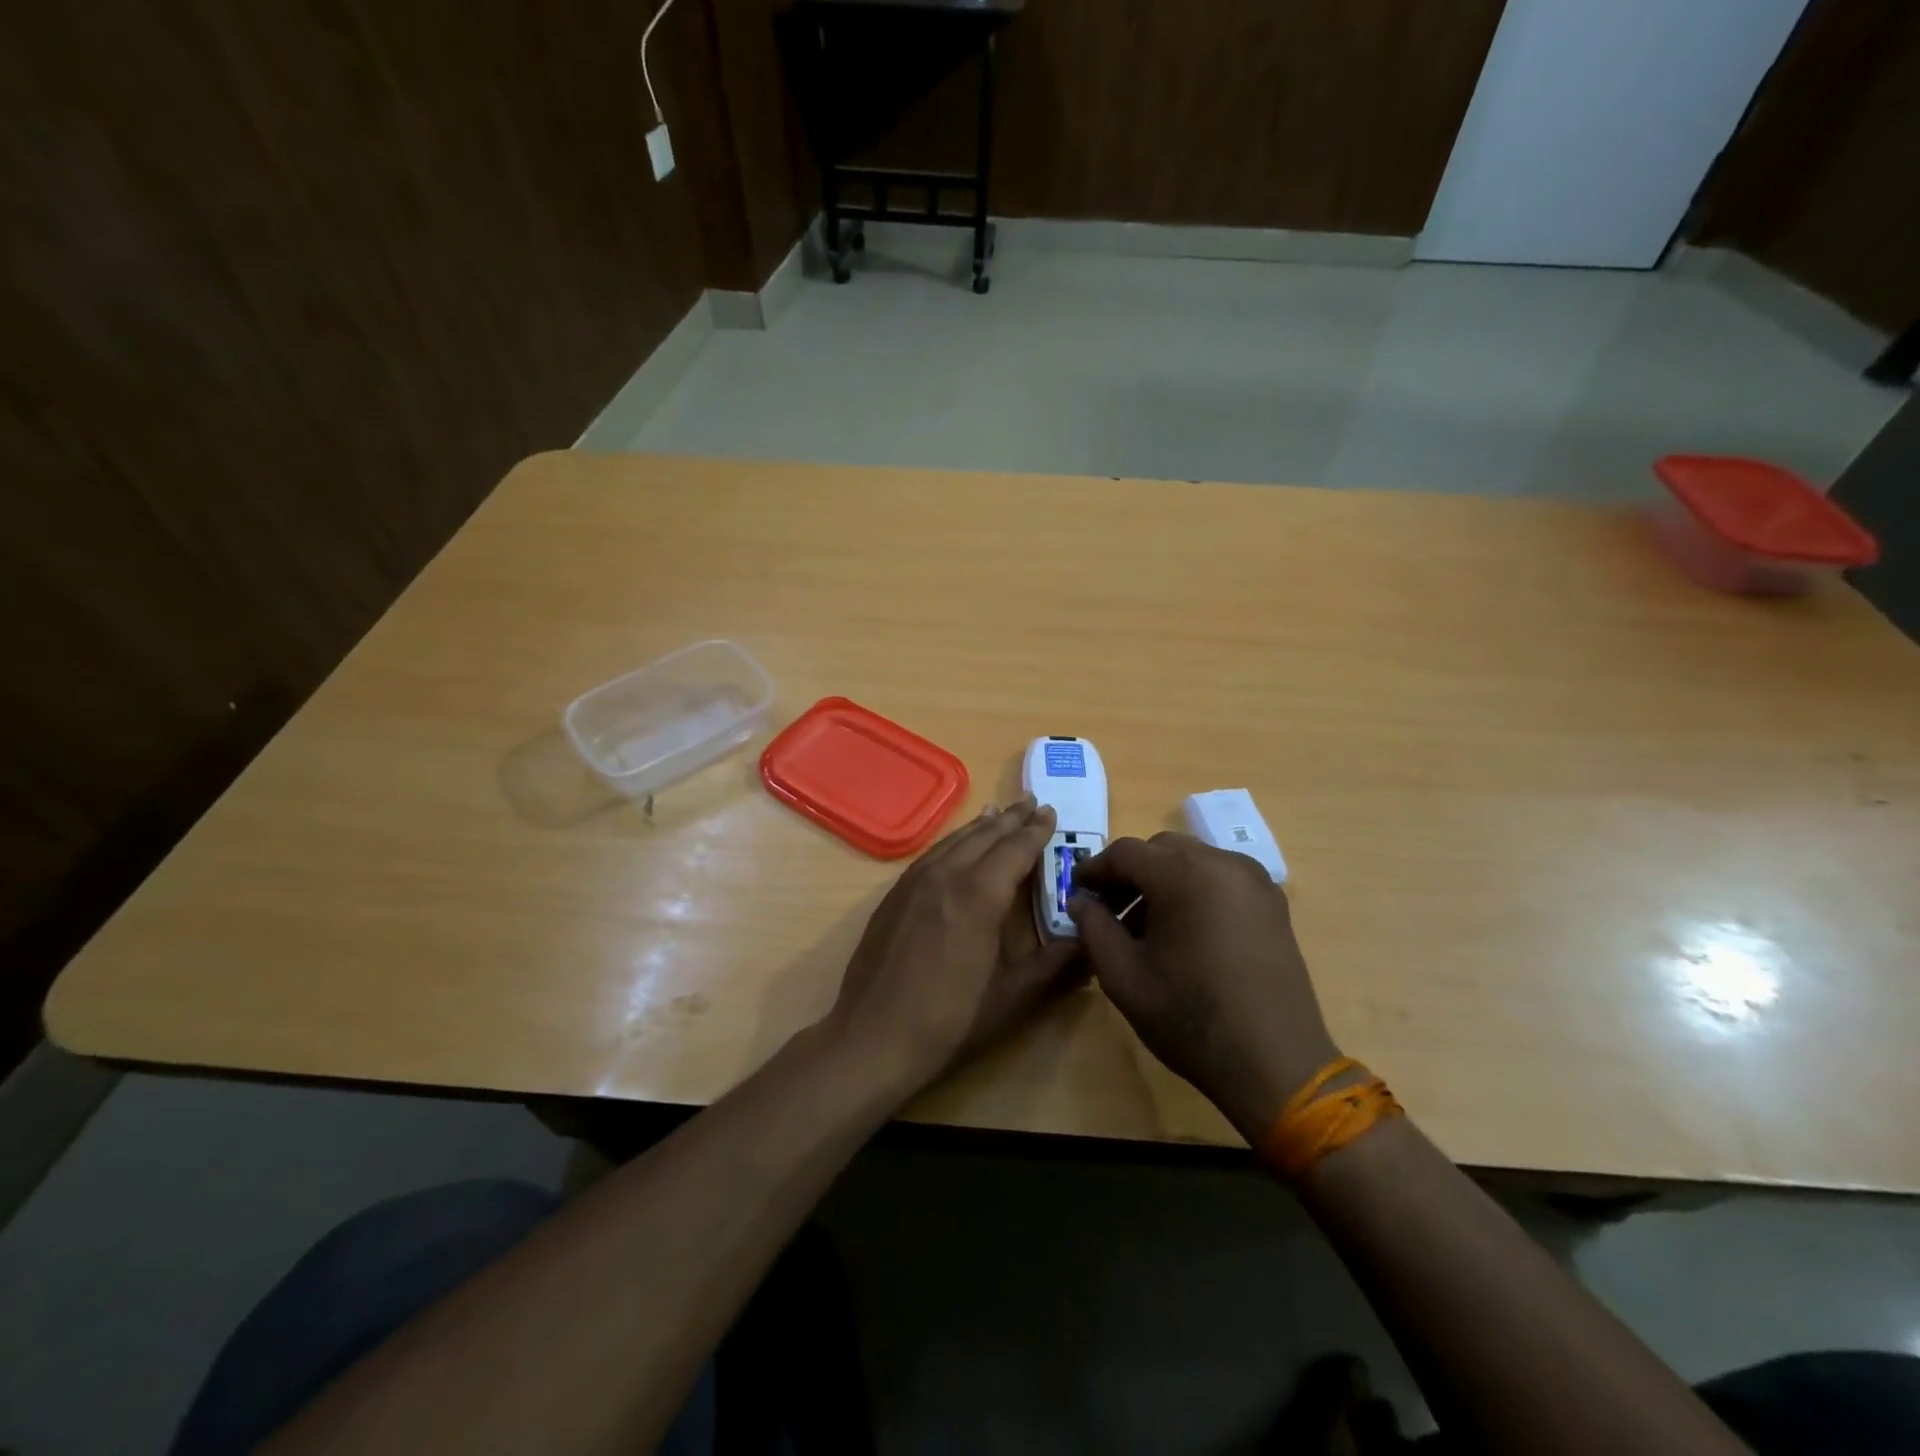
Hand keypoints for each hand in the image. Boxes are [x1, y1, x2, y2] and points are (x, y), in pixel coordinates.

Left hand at [824, 797, 1083, 1095]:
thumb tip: (1088, 943)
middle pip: (985, 836)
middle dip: (1011, 818)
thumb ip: (1054, 966)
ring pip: (955, 840)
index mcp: (980, 895)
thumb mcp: (1012, 997)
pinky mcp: (894, 894)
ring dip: (981, 824)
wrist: (873, 1036)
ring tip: (999, 811)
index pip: (1015, 849)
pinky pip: (931, 853)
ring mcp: (915, 882)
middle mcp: (947, 876)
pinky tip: (956, 843)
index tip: (1050, 812)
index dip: (1036, 831)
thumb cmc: (949, 1020)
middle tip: (1031, 801)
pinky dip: (952, 840)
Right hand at [1068, 834, 1339, 1142]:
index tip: (1077, 893)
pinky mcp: (1272, 901)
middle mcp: (1221, 863)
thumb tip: (1080, 901)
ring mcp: (1253, 880)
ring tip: (1146, 926)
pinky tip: (1185, 931)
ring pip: (1192, 860)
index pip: (1125, 853)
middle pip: (1160, 850)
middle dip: (1129, 873)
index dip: (1094, 870)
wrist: (1275, 1063)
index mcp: (1183, 874)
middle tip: (1109, 910)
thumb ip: (1094, 928)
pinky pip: (1220, 877)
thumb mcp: (1123, 976)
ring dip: (1162, 880)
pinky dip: (1194, 889)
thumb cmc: (1190, 1018)